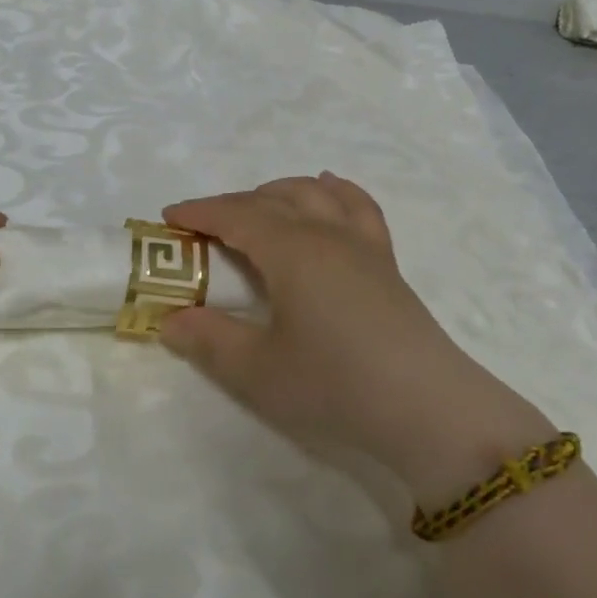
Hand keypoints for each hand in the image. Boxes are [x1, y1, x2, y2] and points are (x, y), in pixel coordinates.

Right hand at [161, 175, 552, 505]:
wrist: (427, 408)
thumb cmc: (335, 385)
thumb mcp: (258, 371)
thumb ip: (209, 341)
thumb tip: (170, 320)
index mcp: (291, 250)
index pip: (236, 215)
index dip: (199, 212)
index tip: (168, 216)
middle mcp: (326, 233)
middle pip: (271, 199)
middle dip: (231, 204)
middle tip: (202, 228)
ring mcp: (361, 244)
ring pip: (314, 194)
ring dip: (277, 192)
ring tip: (255, 207)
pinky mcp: (386, 262)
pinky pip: (358, 207)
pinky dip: (335, 191)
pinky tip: (329, 189)